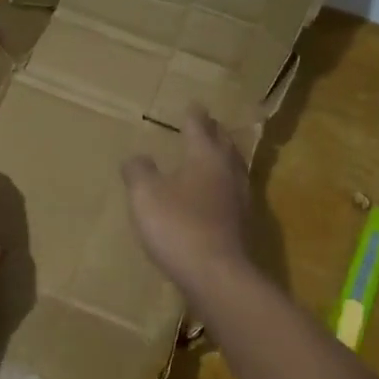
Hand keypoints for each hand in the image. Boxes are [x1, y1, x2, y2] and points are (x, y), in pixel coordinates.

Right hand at [121, 105, 253, 296]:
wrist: (215, 274)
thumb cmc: (177, 226)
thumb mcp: (145, 195)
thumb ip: (139, 171)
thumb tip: (136, 158)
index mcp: (205, 156)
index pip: (199, 127)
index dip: (194, 116)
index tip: (193, 104)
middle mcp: (227, 171)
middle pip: (223, 144)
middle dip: (214, 133)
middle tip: (208, 124)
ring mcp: (239, 199)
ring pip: (233, 168)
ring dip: (224, 157)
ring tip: (215, 154)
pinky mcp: (242, 224)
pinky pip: (233, 193)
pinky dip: (224, 185)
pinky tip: (217, 195)